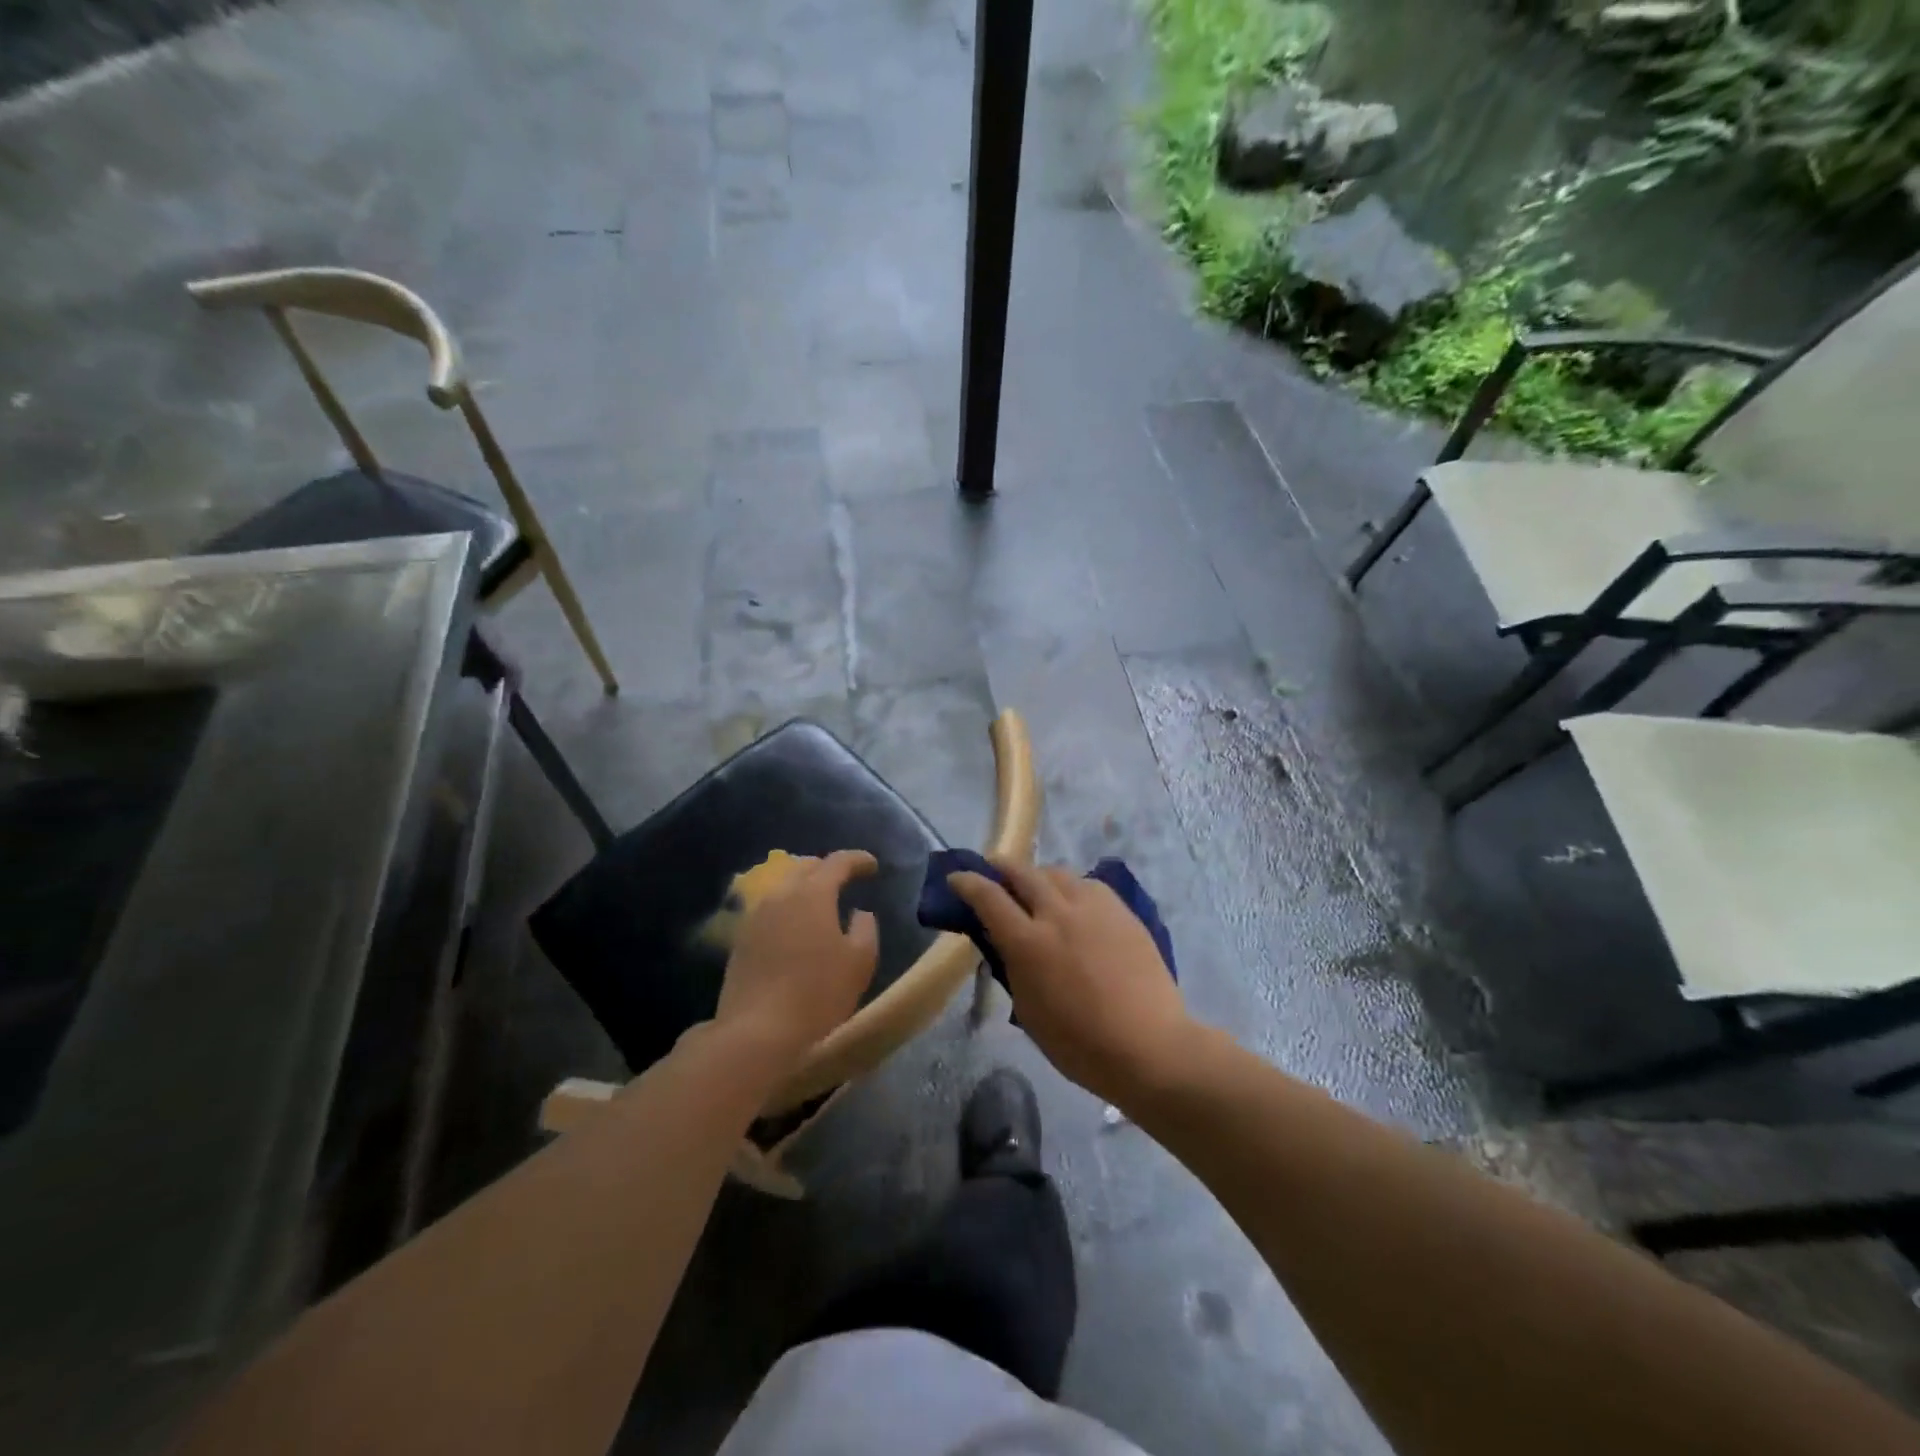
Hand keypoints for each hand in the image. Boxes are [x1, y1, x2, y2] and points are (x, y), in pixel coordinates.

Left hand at [713, 850, 879, 1074]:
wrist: (756, 1031)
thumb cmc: (817, 993)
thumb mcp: (859, 962)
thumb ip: (866, 929)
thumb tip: (860, 913)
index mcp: (812, 894)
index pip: (837, 862)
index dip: (858, 860)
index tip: (872, 866)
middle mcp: (780, 895)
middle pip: (804, 868)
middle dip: (827, 868)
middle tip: (844, 879)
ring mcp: (755, 917)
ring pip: (783, 888)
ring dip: (803, 888)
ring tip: (819, 903)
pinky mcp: (740, 940)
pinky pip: (768, 911)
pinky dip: (786, 910)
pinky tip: (793, 929)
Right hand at [949, 860, 1197, 1104]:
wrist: (1149, 1047)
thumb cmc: (1079, 1045)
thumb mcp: (1028, 1011)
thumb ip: (1012, 968)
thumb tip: (1003, 943)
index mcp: (1028, 942)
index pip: (988, 897)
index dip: (967, 882)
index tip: (957, 878)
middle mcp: (1058, 913)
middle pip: (1023, 872)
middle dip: (1002, 866)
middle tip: (993, 870)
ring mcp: (1094, 908)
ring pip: (1058, 873)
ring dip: (1039, 876)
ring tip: (1036, 887)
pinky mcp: (1122, 911)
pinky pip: (1089, 885)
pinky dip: (1072, 888)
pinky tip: (1075, 903)